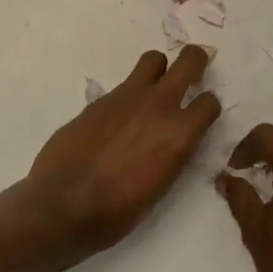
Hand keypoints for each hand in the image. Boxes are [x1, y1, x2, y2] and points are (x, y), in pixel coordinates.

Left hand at [27, 46, 221, 256]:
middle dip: (195, 61)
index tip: (200, 116)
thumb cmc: (117, 212)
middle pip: (189, 60)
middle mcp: (159, 105)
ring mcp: (128, 96)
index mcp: (179, 134)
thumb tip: (173, 139)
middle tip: (192, 72)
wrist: (63, 205)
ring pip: (154, 59)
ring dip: (159, 70)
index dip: (207, 108)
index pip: (209, 102)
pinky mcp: (100, 99)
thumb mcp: (160, 187)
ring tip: (152, 88)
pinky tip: (116, 120)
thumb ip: (172, 152)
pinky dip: (127, 96)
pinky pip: (123, 85)